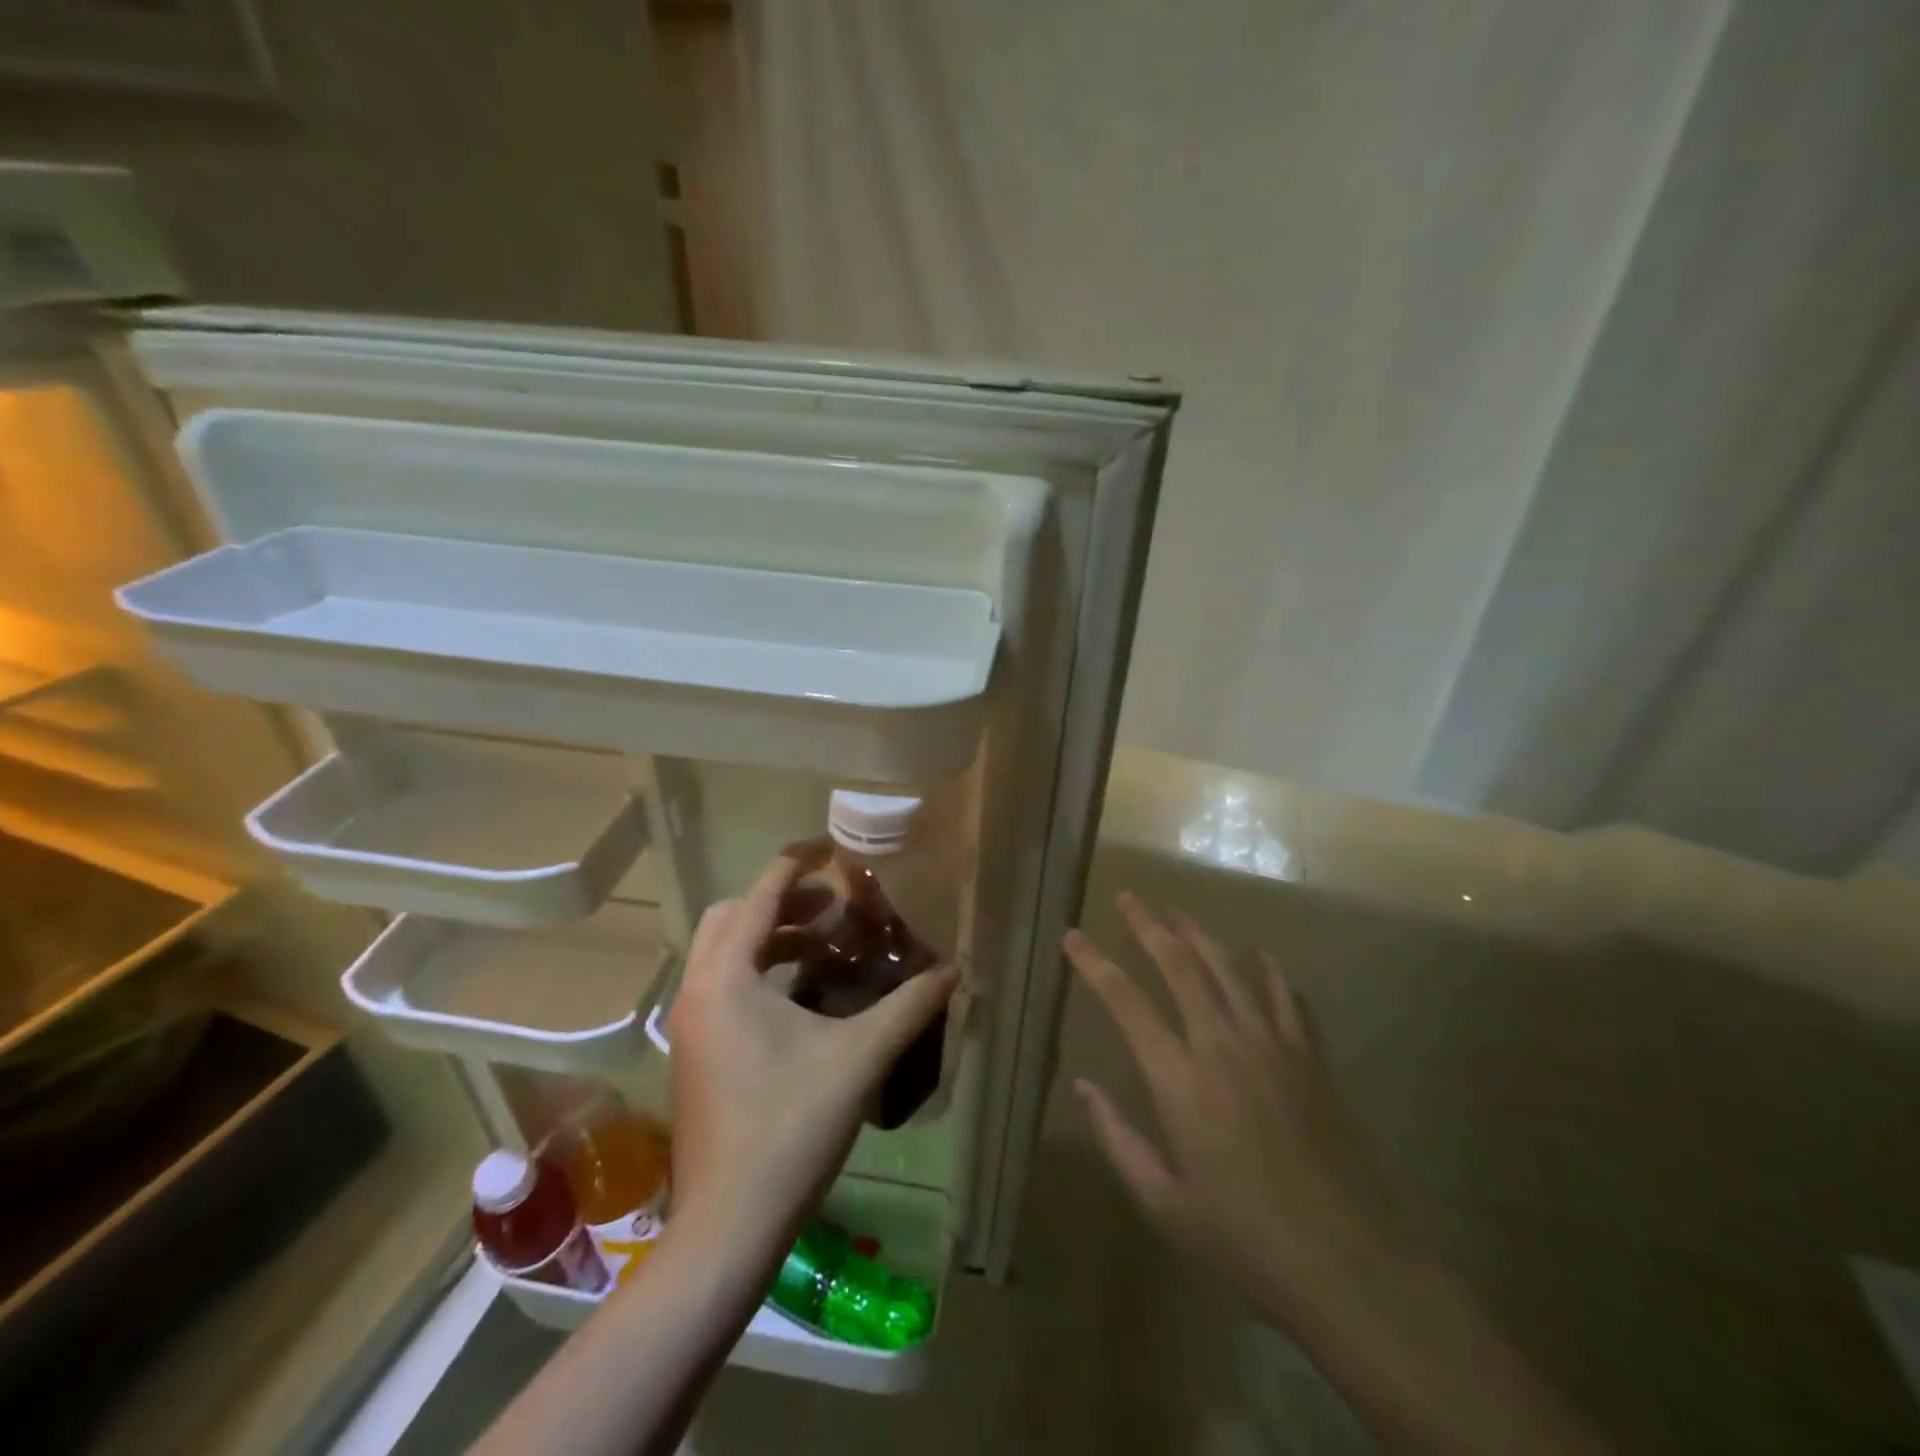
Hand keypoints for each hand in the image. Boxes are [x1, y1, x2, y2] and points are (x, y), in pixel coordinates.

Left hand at [666, 852, 959, 1247]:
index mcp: (727, 976)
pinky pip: (724, 987)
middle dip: (782, 902)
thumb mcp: (860, 1058)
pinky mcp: (696, 1053)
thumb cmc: (790, 1128)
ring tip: (827, 946)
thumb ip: (910, 1007)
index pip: (760, 894)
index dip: (798, 865)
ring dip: (771, 938)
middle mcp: (698, 990)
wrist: (728, 1228)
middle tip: (834, 907)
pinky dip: (760, 972)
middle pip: (732, 916)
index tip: (835, 850)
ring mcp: (691, 1025)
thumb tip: (954, 970)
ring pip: (725, 954)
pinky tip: (806, 997)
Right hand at [1064, 893, 1411, 1331]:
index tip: (1072, 936)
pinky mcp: (1309, 1059)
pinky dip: (1267, 970)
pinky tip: (1258, 953)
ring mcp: (1271, 1047)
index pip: (1126, 1002)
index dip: (1094, 963)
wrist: (1350, 1266)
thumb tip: (1083, 1087)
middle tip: (1128, 898)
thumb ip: (1118, 1139)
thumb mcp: (1164, 1204)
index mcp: (1179, 1081)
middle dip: (1148, 926)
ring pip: (1229, 970)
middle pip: (1179, 966)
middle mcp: (1222, 1046)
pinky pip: (1285, 998)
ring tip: (1178, 913)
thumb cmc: (1245, 1240)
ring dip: (1199, 936)